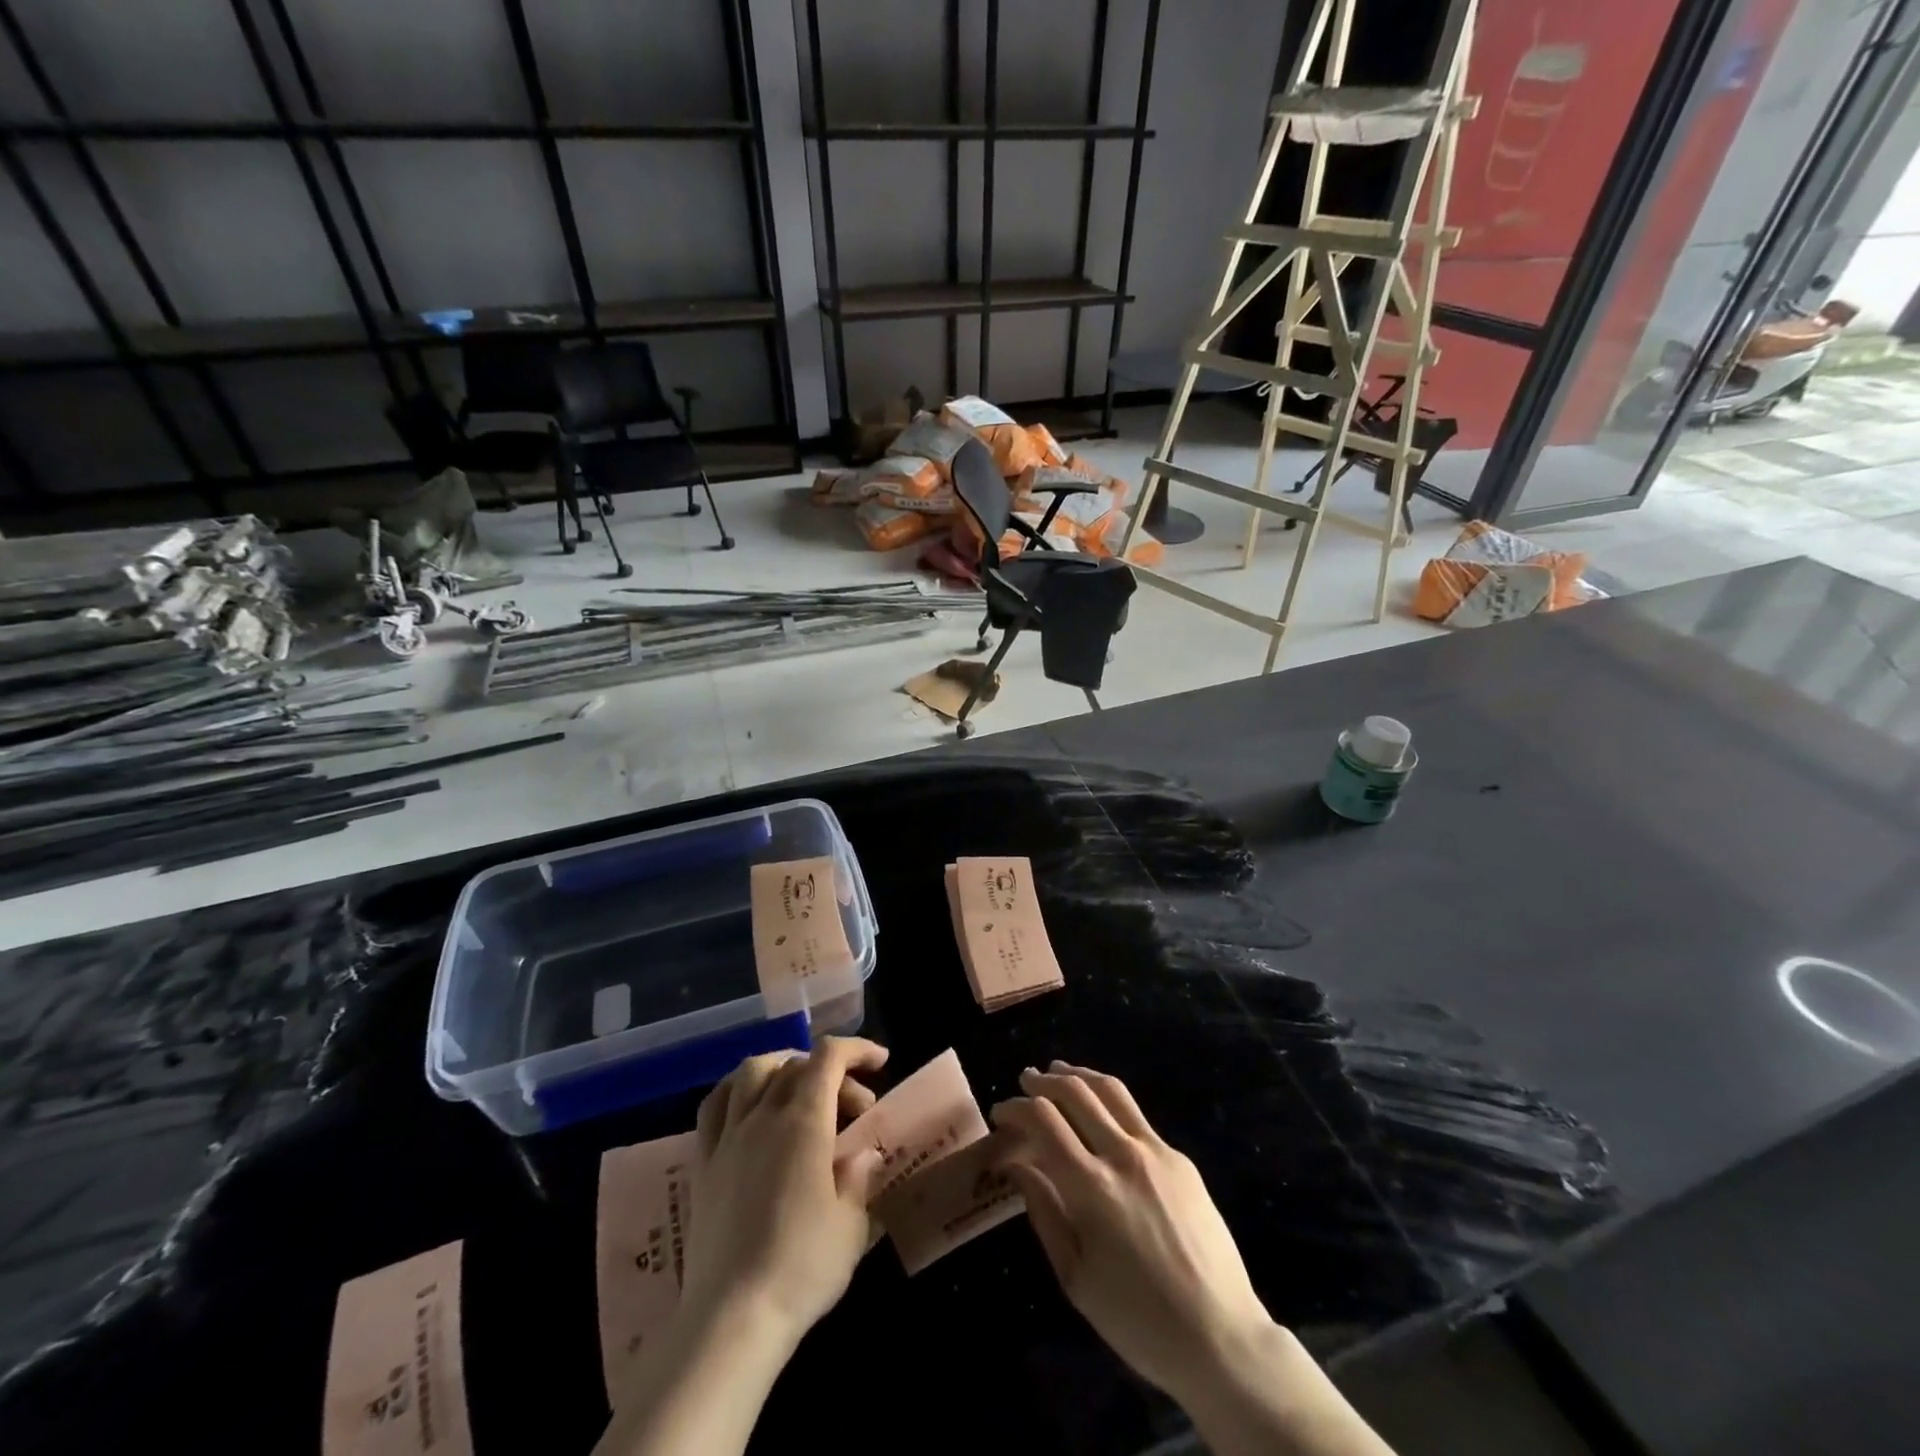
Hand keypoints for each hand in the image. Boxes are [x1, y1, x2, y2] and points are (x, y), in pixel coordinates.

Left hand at [681, 1037, 888, 1350]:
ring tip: (802, 1090)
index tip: (881, 1062)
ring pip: (752, 1071)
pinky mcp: (703, 1163)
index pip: (829, 1057)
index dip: (857, 1049)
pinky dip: (739, 1090)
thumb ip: (858, 1176)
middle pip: (797, 1064)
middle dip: (833, 1073)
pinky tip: (751, 1108)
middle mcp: (763, 1115)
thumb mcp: (852, 1224)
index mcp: (804, 1121)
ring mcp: (728, 1137)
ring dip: (783, 1067)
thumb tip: (861, 1152)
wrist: (732, 1319)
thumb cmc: (802, 1267)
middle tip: (855, 1108)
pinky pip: (716, 1104)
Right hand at [991, 1061, 1275, 1405]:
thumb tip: (1018, 1165)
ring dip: (1078, 1075)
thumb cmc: (1138, 1320)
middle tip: (1025, 1080)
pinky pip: (1136, 1115)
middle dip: (1043, 1081)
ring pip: (1110, 1090)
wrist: (1221, 1337)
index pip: (1043, 1120)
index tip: (1000, 1112)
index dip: (1016, 1109)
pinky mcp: (1180, 1159)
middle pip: (1076, 1091)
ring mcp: (1156, 1151)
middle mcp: (1123, 1155)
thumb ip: (1043, 1211)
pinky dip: (1108, 1100)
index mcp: (1091, 1187)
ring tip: (1059, 1071)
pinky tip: (1100, 1112)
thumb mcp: (1075, 1277)